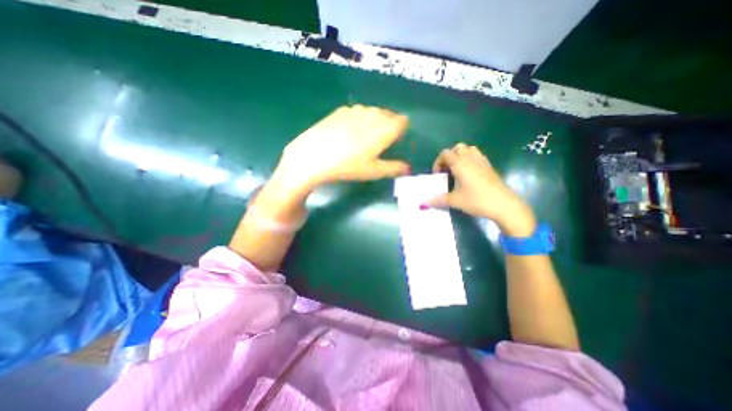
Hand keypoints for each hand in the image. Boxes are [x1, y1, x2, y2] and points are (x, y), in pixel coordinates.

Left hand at [273, 106, 411, 191]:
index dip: (401, 132)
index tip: (393, 143)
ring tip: (362, 140)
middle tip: (378, 144)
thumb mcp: (375, 171)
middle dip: (388, 127)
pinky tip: (347, 134)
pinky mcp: (341, 110)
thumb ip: (395, 168)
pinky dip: (358, 120)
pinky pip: (357, 112)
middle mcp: (374, 113)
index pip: (403, 121)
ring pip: (373, 113)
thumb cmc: (349, 166)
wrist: (315, 156)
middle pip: (389, 116)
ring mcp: (356, 109)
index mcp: (386, 127)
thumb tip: (408, 169)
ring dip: (373, 123)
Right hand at [423, 143, 535, 236]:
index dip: (438, 162)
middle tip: (447, 170)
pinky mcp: (490, 167)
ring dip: (461, 156)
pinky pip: (478, 156)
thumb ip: (438, 200)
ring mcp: (482, 161)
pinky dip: (471, 159)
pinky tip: (470, 174)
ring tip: (458, 170)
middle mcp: (470, 158)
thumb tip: (424, 203)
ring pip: (469, 149)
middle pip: (457, 148)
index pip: (445, 154)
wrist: (504, 205)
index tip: (437, 175)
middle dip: (449, 157)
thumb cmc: (476, 200)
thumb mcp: (455, 201)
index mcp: (460, 164)